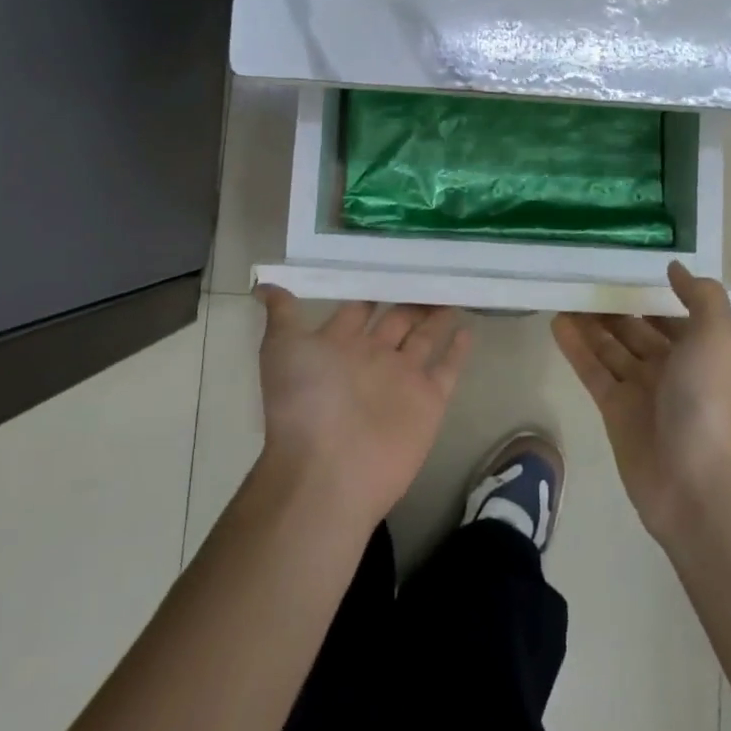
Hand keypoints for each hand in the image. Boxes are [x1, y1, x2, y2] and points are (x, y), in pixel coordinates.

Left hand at [253, 288, 471, 526]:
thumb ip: (282, 314)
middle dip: (411, 298)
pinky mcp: (428, 400)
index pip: (360, 309)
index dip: (373, 287)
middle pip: (396, 320)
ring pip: (424, 338)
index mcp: (340, 345)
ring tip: (453, 289)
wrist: (328, 470)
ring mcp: (402, 378)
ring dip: (436, 317)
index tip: (390, 260)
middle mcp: (372, 358)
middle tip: (432, 269)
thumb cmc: (304, 402)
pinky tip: (468, 328)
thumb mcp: (283, 348)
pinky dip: (458, 350)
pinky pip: (447, 368)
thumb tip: (263, 285)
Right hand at [552, 261, 730, 543]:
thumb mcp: (718, 337)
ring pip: (611, 347)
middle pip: (637, 329)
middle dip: (615, 306)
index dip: (651, 292)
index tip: (623, 266)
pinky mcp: (614, 410)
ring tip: (562, 293)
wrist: (696, 483)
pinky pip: (593, 370)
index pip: (672, 314)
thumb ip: (701, 297)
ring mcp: (641, 390)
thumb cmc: (709, 401)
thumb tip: (674, 268)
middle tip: (582, 278)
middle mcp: (672, 368)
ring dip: (590, 322)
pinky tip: (557, 323)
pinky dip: (576, 347)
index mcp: (700, 350)